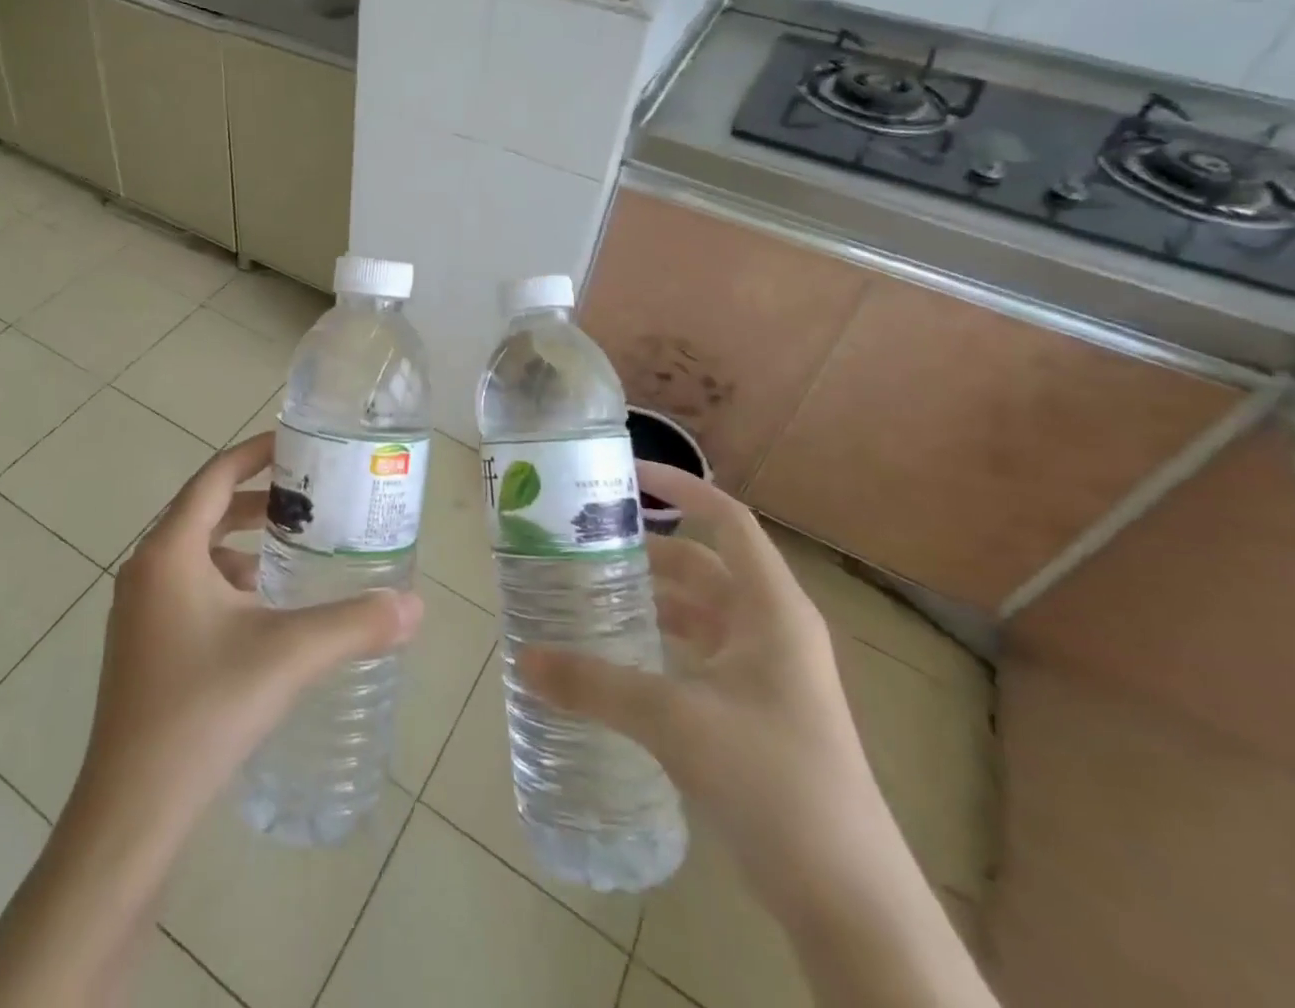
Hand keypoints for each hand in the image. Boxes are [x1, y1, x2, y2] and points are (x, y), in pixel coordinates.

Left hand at [74, 430, 423, 845]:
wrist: (131, 810)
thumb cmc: (204, 711)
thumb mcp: (287, 656)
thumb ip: (354, 624)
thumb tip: (415, 605)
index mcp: (169, 552)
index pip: (215, 477)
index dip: (255, 453)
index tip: (297, 444)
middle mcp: (146, 569)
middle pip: (206, 511)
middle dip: (258, 499)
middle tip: (309, 500)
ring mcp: (138, 609)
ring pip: (196, 553)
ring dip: (242, 543)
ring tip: (294, 552)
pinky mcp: (142, 644)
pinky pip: (188, 587)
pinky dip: (227, 581)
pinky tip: (263, 612)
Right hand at [517, 463, 885, 906]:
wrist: (849, 898)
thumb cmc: (773, 781)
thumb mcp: (674, 722)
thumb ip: (594, 685)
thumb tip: (523, 659)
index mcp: (770, 609)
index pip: (726, 520)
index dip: (680, 487)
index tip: (625, 475)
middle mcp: (772, 628)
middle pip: (703, 565)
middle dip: (646, 550)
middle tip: (584, 542)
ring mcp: (767, 672)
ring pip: (700, 612)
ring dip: (650, 598)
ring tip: (588, 591)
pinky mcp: (755, 710)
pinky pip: (699, 652)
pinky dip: (660, 641)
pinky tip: (618, 656)